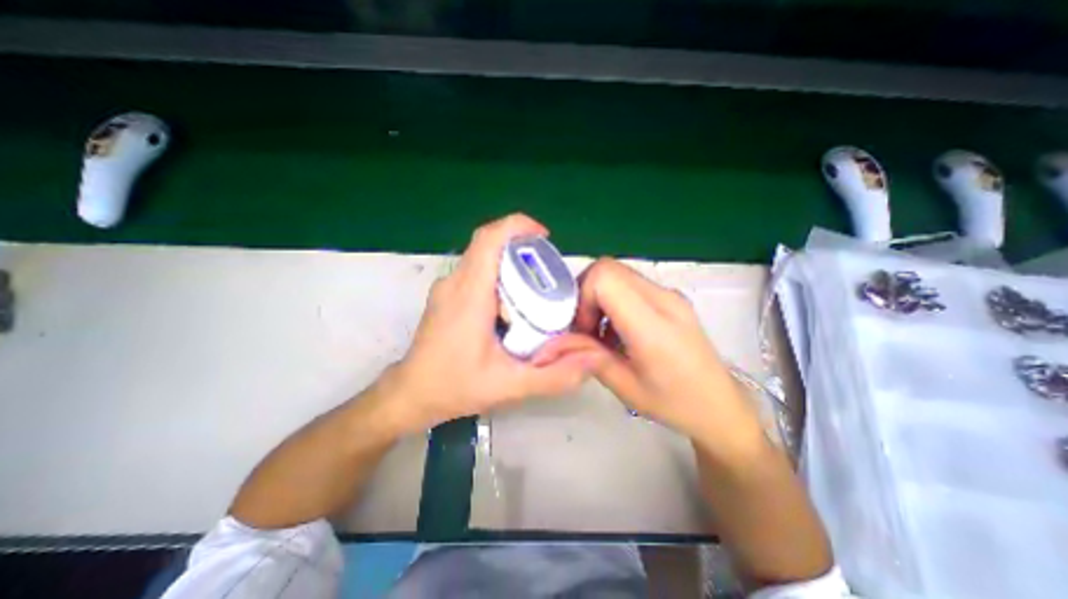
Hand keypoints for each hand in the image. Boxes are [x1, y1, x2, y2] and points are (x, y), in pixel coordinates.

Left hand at [383, 214, 603, 433]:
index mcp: (469, 294)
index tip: (544, 238)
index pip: (489, 239)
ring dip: (511, 265)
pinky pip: (476, 272)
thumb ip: (555, 376)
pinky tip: (511, 307)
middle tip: (547, 275)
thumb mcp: (510, 387)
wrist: (410, 395)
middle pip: (489, 245)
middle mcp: (455, 283)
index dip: (518, 227)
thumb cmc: (454, 387)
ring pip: (483, 258)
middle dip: (522, 250)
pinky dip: (499, 277)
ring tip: (533, 293)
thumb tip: (592, 358)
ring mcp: (447, 288)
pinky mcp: (447, 296)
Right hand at [575, 260, 766, 451]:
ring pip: (618, 273)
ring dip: (599, 297)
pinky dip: (613, 299)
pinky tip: (617, 330)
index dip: (583, 296)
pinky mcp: (670, 298)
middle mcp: (663, 299)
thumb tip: (561, 340)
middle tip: (585, 328)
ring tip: (601, 333)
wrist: (721, 405)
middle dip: (586, 294)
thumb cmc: (675, 403)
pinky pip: (630, 284)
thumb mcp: (625, 388)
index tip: (582, 327)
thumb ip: (590, 357)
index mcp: (652, 324)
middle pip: (609, 268)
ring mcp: (669, 295)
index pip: (605, 277)